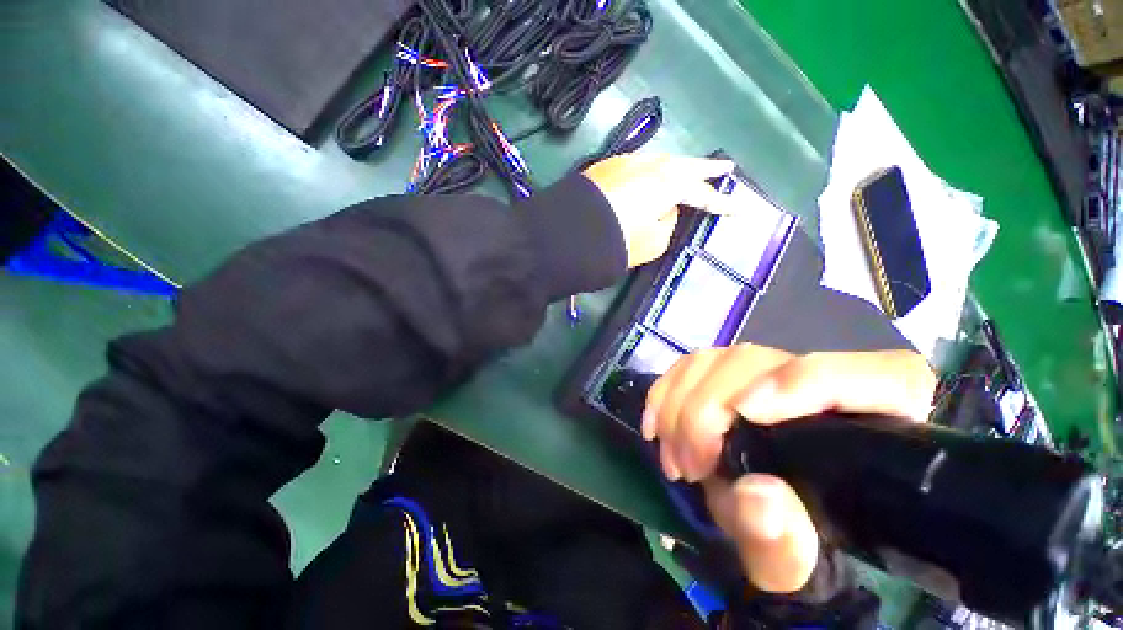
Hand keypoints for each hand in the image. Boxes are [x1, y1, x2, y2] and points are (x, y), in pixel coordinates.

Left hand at [582, 154, 737, 267]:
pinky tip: (648, 178)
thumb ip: (666, 224)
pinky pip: (636, 167)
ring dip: (675, 168)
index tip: (741, 207)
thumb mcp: (652, 243)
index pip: (702, 195)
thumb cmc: (617, 242)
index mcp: (668, 184)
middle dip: (704, 170)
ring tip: (686, 173)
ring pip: (659, 163)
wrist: (569, 234)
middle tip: (722, 169)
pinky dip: (649, 172)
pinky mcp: (604, 168)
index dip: (722, 203)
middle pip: (683, 167)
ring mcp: (624, 163)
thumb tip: (664, 210)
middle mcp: (649, 166)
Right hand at [643, 345, 934, 592]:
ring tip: (673, 456)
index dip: (808, 381)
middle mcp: (826, 382)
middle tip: (689, 464)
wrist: (762, 519)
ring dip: (679, 404)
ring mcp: (771, 370)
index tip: (745, 412)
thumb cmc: (793, 543)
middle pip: (761, 363)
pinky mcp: (730, 370)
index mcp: (878, 426)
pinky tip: (656, 425)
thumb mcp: (790, 563)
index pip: (882, 377)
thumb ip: (784, 543)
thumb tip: (758, 496)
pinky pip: (690, 363)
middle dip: (708, 411)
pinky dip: (665, 391)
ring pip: (719, 359)